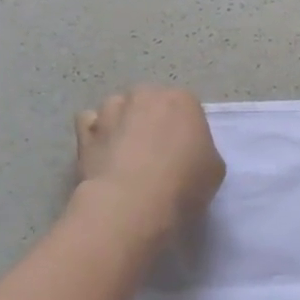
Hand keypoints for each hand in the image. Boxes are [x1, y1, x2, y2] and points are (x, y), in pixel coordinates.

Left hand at [74, 86, 224, 242]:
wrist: (133, 204)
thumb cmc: (184, 184)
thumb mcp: (214, 169)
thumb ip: (201, 150)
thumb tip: (186, 154)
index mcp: (182, 100)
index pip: (187, 108)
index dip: (185, 130)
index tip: (184, 153)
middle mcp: (145, 95)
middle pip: (150, 102)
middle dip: (152, 121)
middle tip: (156, 153)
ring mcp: (111, 110)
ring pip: (118, 108)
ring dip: (122, 123)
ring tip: (125, 155)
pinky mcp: (84, 130)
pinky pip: (90, 123)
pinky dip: (96, 133)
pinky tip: (103, 154)